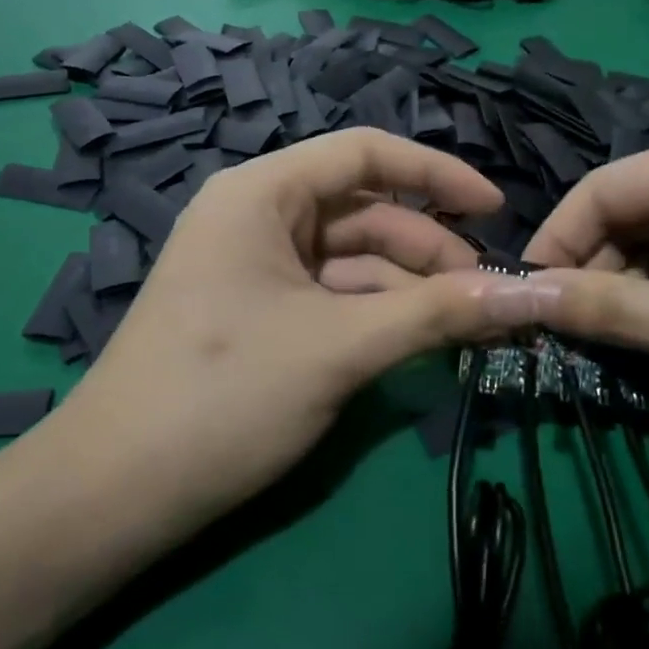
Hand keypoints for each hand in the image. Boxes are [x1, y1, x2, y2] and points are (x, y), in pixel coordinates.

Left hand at [33, 131, 507, 523]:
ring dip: (410, 289)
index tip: (496, 210)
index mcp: (263, 193)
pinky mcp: (261, 315)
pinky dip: (379, 315)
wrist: (115, 495)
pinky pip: (334, 298)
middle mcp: (258, 217)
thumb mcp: (342, 346)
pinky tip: (422, 341)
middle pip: (365, 213)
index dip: (437, 176)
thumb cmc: (224, 395)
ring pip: (354, 261)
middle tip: (488, 297)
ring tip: (468, 326)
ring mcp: (257, 269)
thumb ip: (439, 312)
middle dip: (430, 251)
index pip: (365, 154)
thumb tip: (533, 293)